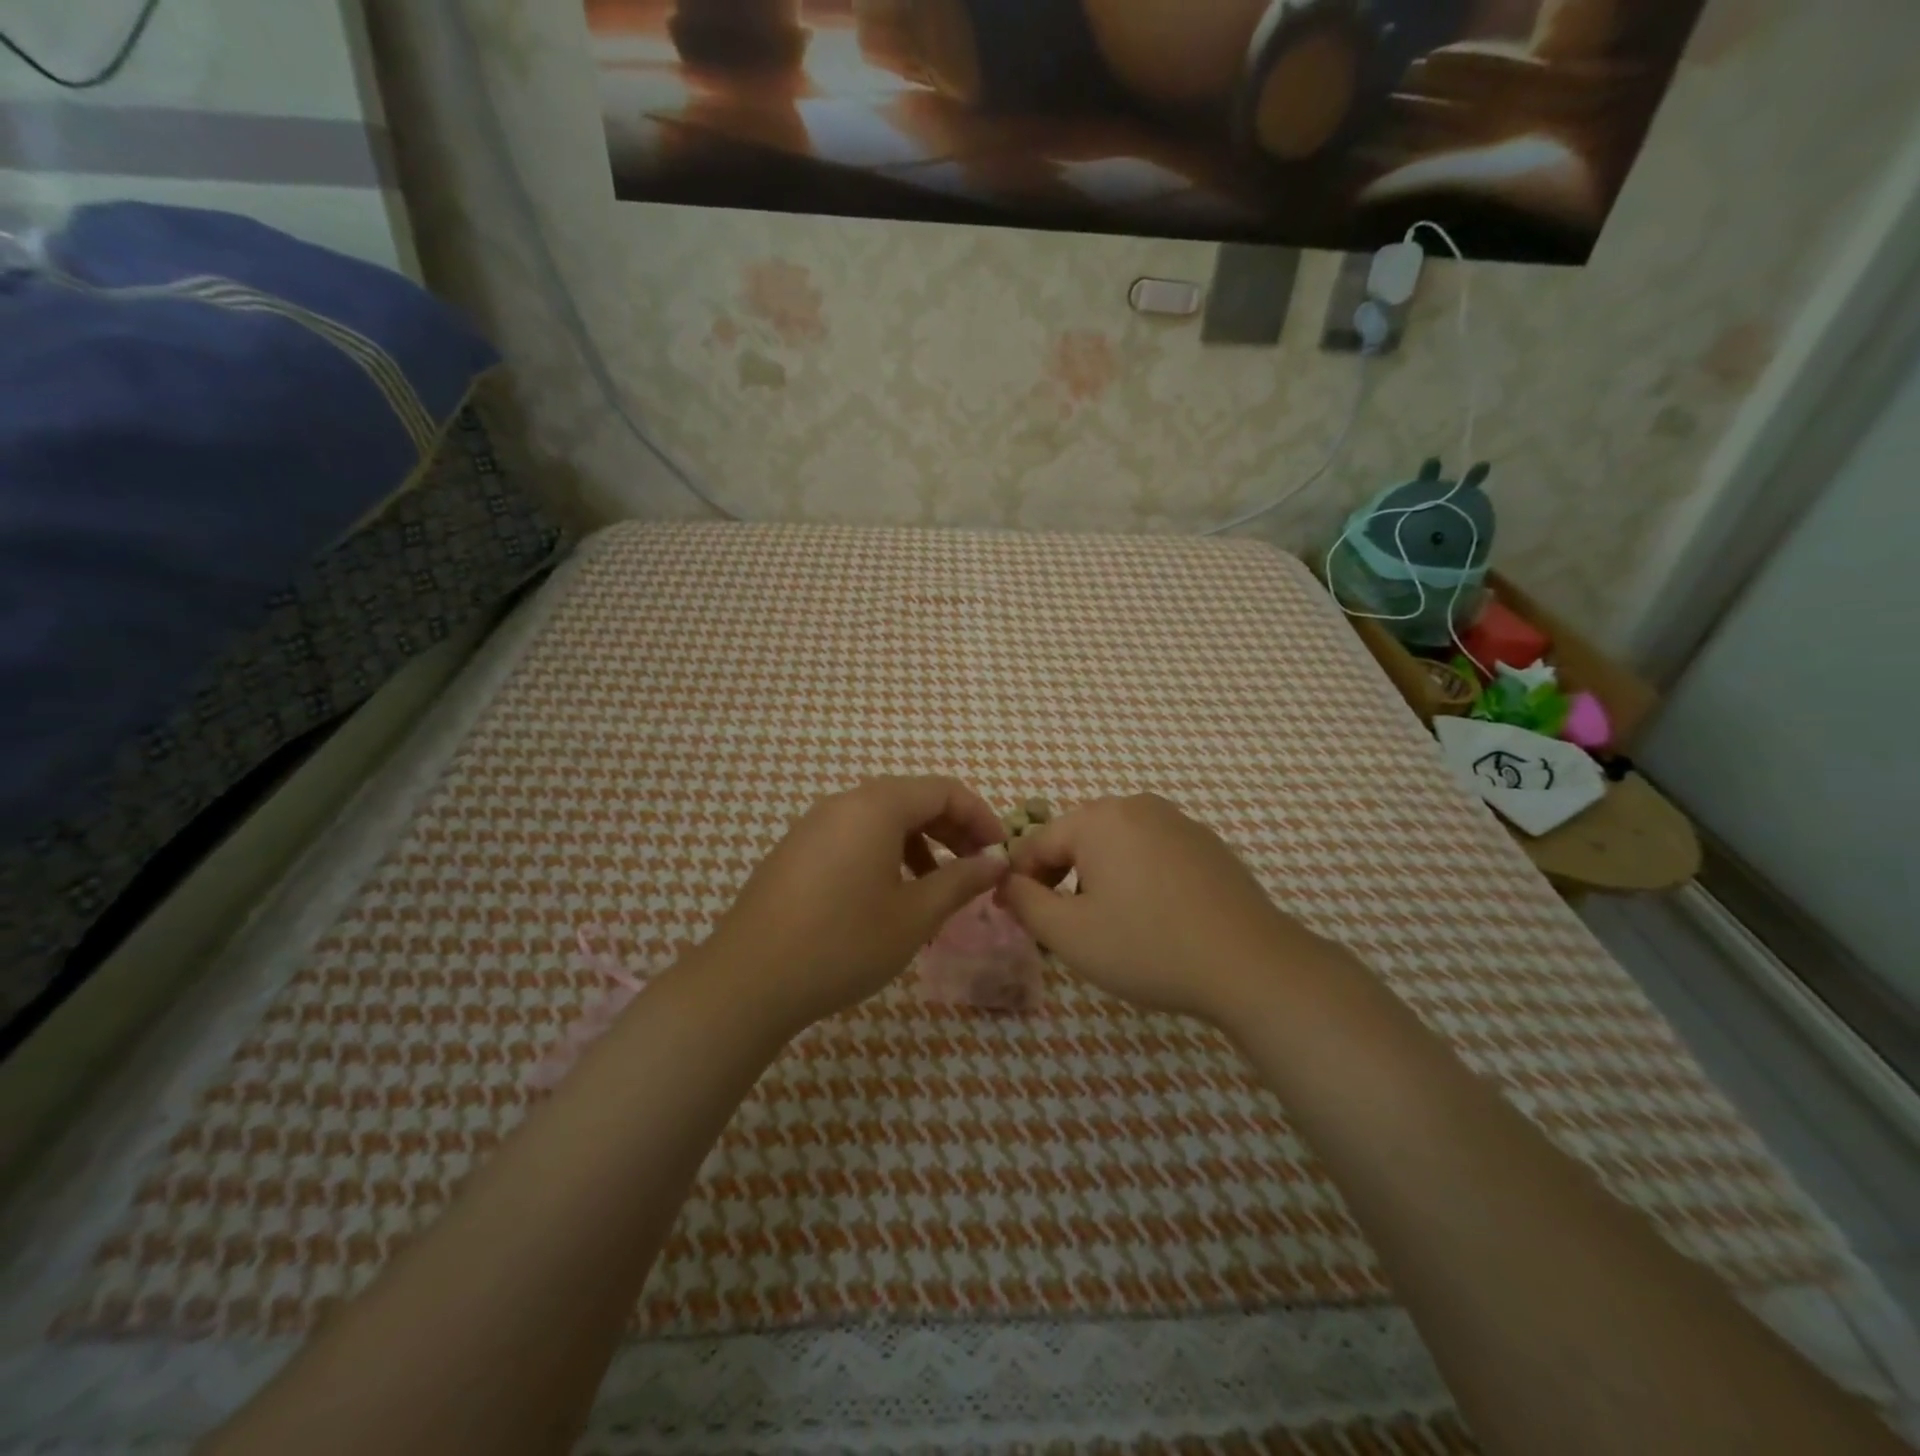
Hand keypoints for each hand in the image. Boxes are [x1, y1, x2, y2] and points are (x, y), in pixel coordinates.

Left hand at [703, 776, 1007, 1030]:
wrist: (749, 979)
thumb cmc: (844, 942)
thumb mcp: (915, 915)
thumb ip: (961, 881)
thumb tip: (996, 862)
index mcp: (877, 806)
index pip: (944, 790)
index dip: (980, 817)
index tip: (999, 854)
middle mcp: (844, 803)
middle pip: (912, 799)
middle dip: (952, 830)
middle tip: (977, 870)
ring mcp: (814, 826)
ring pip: (882, 820)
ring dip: (920, 845)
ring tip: (938, 889)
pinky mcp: (796, 851)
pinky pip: (854, 837)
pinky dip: (885, 855)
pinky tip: (890, 898)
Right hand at [1001, 793, 1338, 1023]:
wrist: (1251, 965)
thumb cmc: (1148, 947)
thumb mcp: (1069, 934)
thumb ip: (1025, 902)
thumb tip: (1007, 882)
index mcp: (1099, 818)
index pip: (1037, 843)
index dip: (1020, 881)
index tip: (1015, 916)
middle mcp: (1137, 806)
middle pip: (1078, 838)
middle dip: (1060, 878)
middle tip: (1059, 925)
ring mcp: (1178, 822)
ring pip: (1116, 846)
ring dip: (1098, 878)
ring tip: (1106, 924)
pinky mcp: (1207, 844)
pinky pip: (1152, 853)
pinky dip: (1137, 878)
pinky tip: (1152, 918)